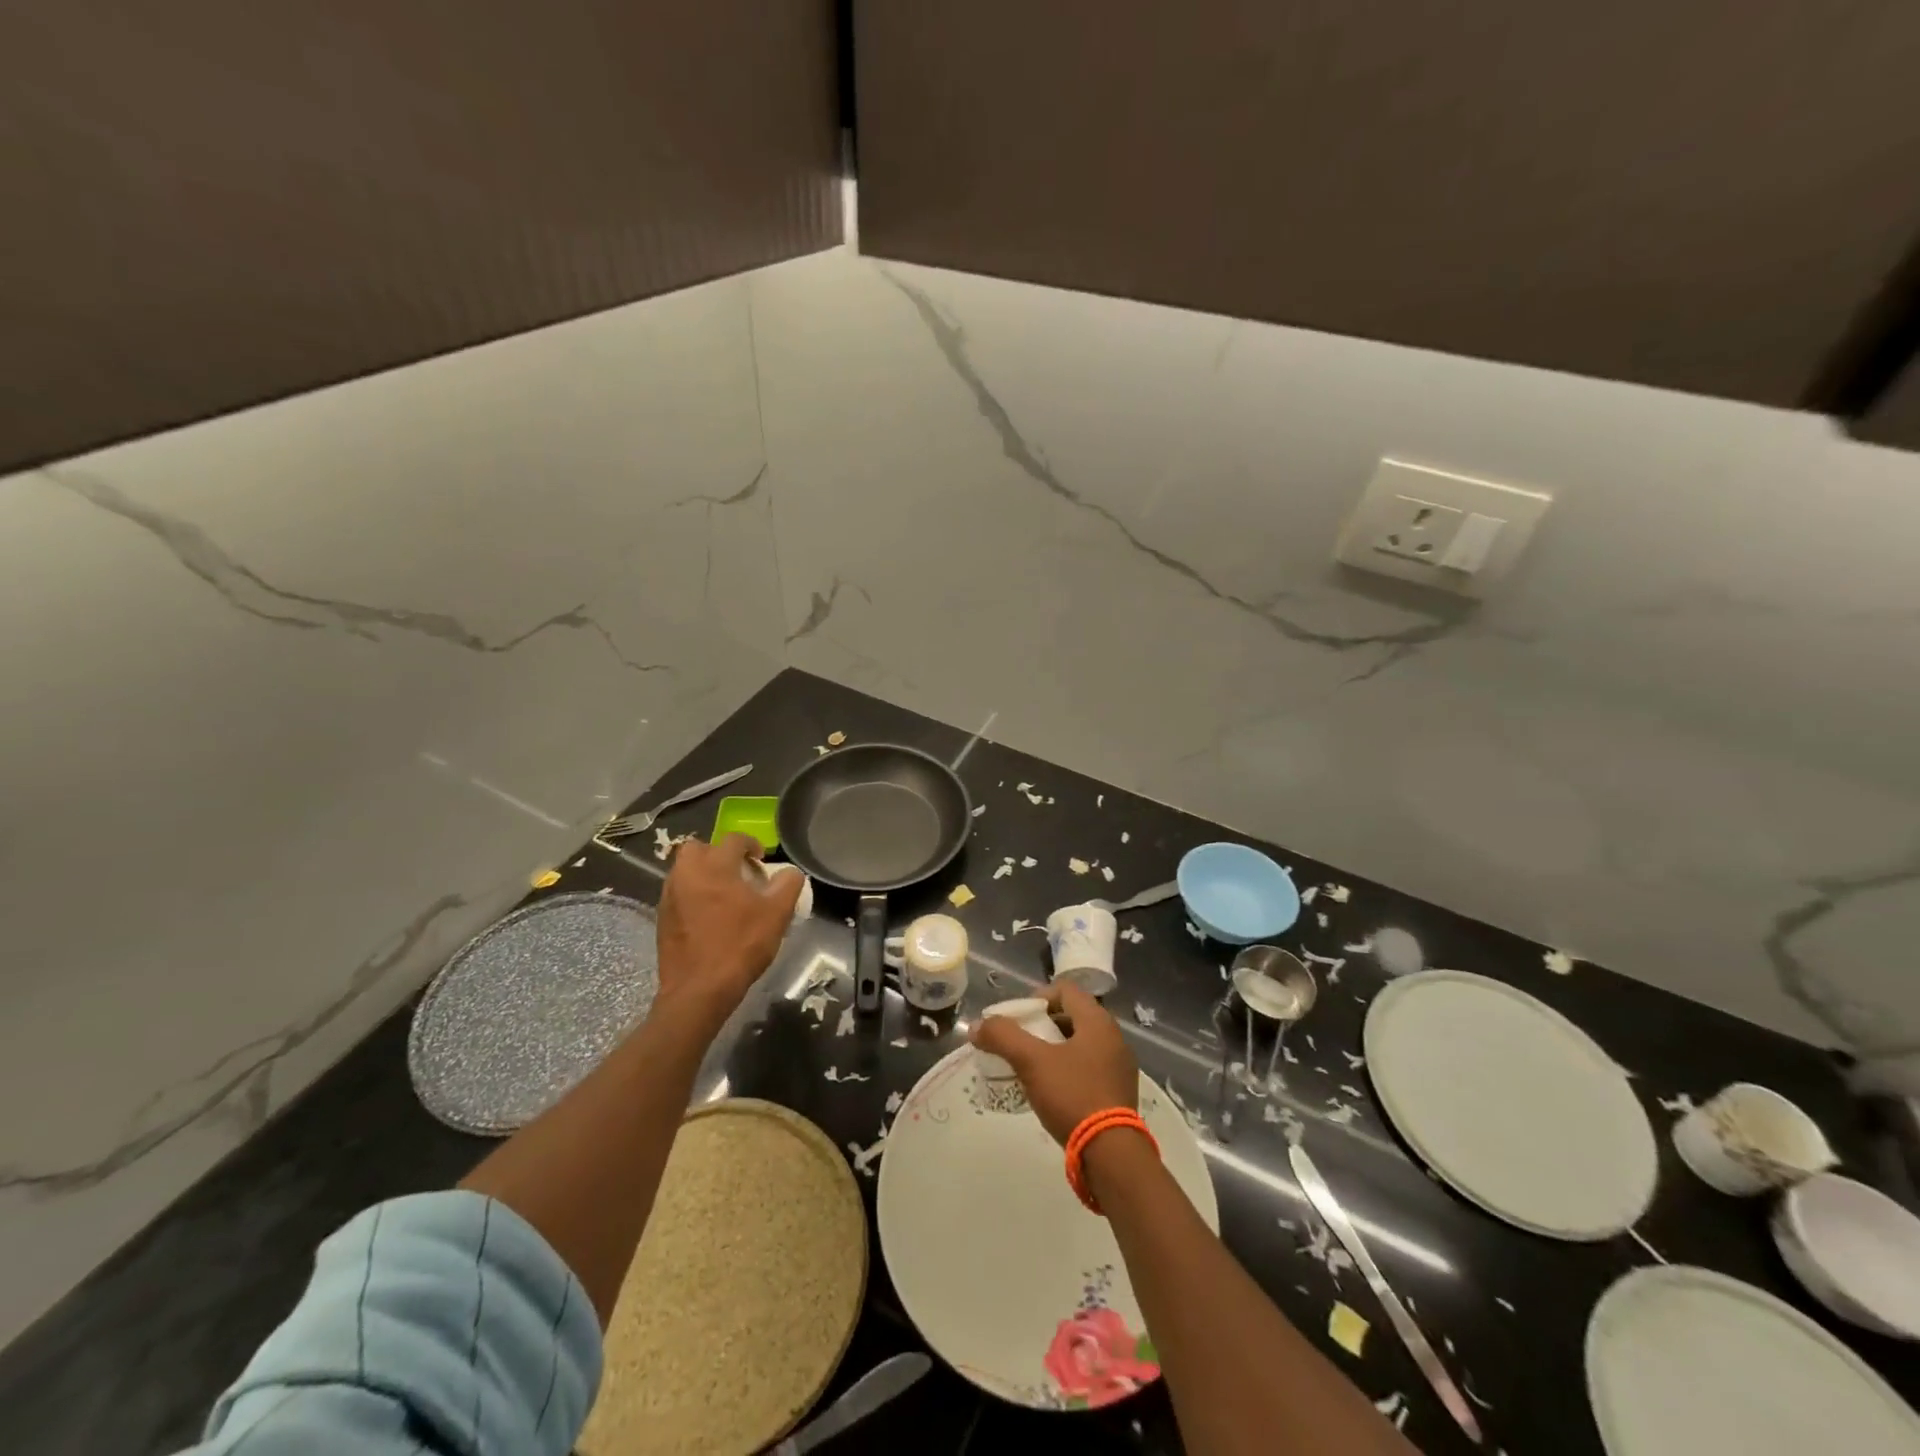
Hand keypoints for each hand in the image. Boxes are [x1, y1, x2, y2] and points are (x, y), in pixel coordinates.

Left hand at [655, 834, 804, 1026]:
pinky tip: (709, 916)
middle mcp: (686, 874)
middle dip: (718, 854)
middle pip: (699, 848)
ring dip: (704, 873)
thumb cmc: (740, 946)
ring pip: (685, 870)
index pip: (733, 840)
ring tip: (724, 895)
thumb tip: (789, 873)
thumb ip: (788, 885)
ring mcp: (669, 896)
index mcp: (714, 866)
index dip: (751, 845)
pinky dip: (693, 894)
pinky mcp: (662, 918)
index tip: (761, 860)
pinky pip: (678, 893)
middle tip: (737, 872)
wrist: (699, 990)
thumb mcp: (777, 914)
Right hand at [970, 982, 1138, 1145]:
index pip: (1065, 990)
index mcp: (1097, 1021)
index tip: (1018, 1019)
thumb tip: (977, 1026)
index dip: (1037, 997)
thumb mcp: (1032, 1062)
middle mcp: (1113, 1037)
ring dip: (1054, 1049)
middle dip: (1042, 1025)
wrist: (1111, 1155)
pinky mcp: (1118, 1092)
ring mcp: (1119, 1066)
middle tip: (1019, 1043)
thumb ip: (1003, 1038)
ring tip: (1031, 1068)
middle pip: (1071, 1016)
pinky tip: (1051, 1090)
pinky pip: (1088, 1067)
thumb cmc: (1073, 1096)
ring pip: (1080, 1043)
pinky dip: (1068, 1069)